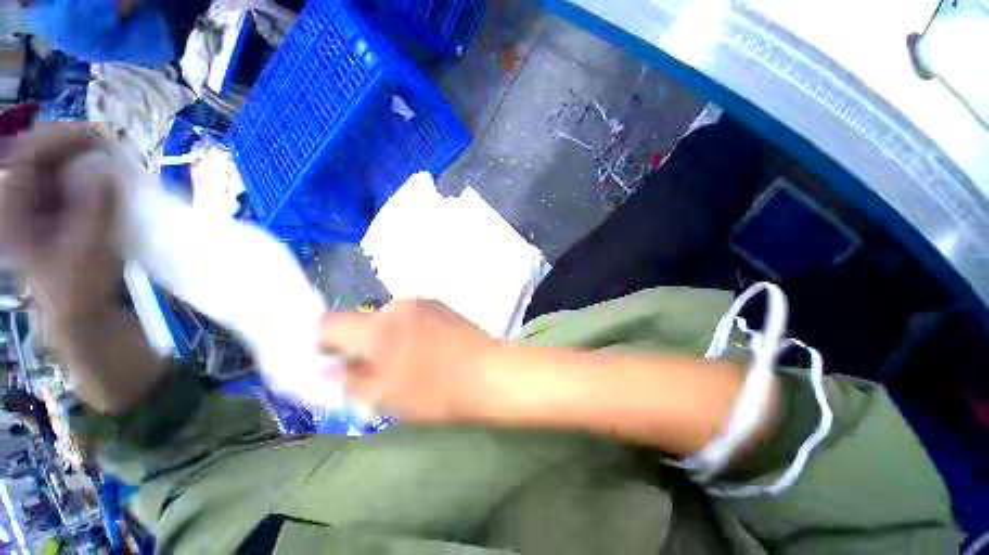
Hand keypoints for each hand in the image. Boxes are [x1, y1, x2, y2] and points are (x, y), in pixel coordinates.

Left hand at [0, 125, 120, 328]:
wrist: (81, 312)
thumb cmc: (81, 285)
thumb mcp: (89, 247)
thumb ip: (96, 206)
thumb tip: (109, 169)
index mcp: (12, 211)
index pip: (28, 154)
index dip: (61, 137)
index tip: (100, 134)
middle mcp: (16, 201)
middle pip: (39, 154)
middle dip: (74, 144)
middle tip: (110, 144)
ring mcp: (32, 205)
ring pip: (52, 165)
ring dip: (81, 158)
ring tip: (111, 157)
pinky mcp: (48, 211)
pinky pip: (63, 179)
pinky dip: (85, 172)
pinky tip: (105, 175)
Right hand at [318, 299, 500, 421]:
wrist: (489, 373)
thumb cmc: (436, 392)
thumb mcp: (386, 397)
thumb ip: (350, 381)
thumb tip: (328, 370)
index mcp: (377, 329)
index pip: (328, 322)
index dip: (323, 341)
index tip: (332, 359)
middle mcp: (397, 307)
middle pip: (362, 320)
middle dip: (361, 342)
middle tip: (377, 367)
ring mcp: (422, 302)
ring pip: (389, 318)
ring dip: (388, 335)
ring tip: (410, 359)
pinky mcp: (440, 304)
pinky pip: (412, 315)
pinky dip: (409, 329)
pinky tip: (429, 348)